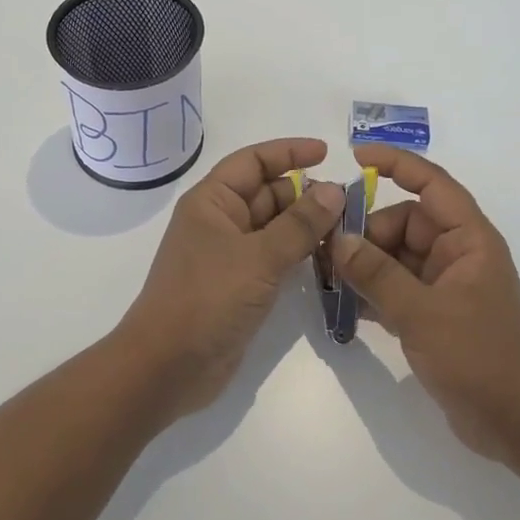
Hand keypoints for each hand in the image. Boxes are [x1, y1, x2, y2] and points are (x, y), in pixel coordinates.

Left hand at [115, 138, 345, 420]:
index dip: (288, 152)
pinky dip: (299, 254)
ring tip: (348, 229)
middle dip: (306, 193)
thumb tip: (335, 190)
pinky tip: (330, 258)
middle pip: (267, 193)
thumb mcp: (258, 257)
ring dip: (307, 225)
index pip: (253, 161)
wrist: (168, 367)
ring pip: (274, 227)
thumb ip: (300, 224)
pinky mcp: (240, 286)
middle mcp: (220, 222)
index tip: (328, 153)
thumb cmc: (207, 299)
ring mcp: (229, 256)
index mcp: (212, 202)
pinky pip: (274, 258)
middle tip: (351, 203)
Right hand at [332, 146, 519, 465]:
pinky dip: (373, 291)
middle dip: (366, 233)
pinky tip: (344, 305)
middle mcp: (458, 254)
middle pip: (404, 223)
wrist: (517, 424)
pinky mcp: (435, 314)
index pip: (432, 185)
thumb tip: (339, 239)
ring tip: (327, 279)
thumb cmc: (479, 357)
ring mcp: (446, 285)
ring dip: (365, 264)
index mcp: (469, 240)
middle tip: (326, 253)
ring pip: (397, 257)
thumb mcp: (421, 312)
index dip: (397, 164)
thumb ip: (376, 273)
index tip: (355, 156)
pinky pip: (397, 287)